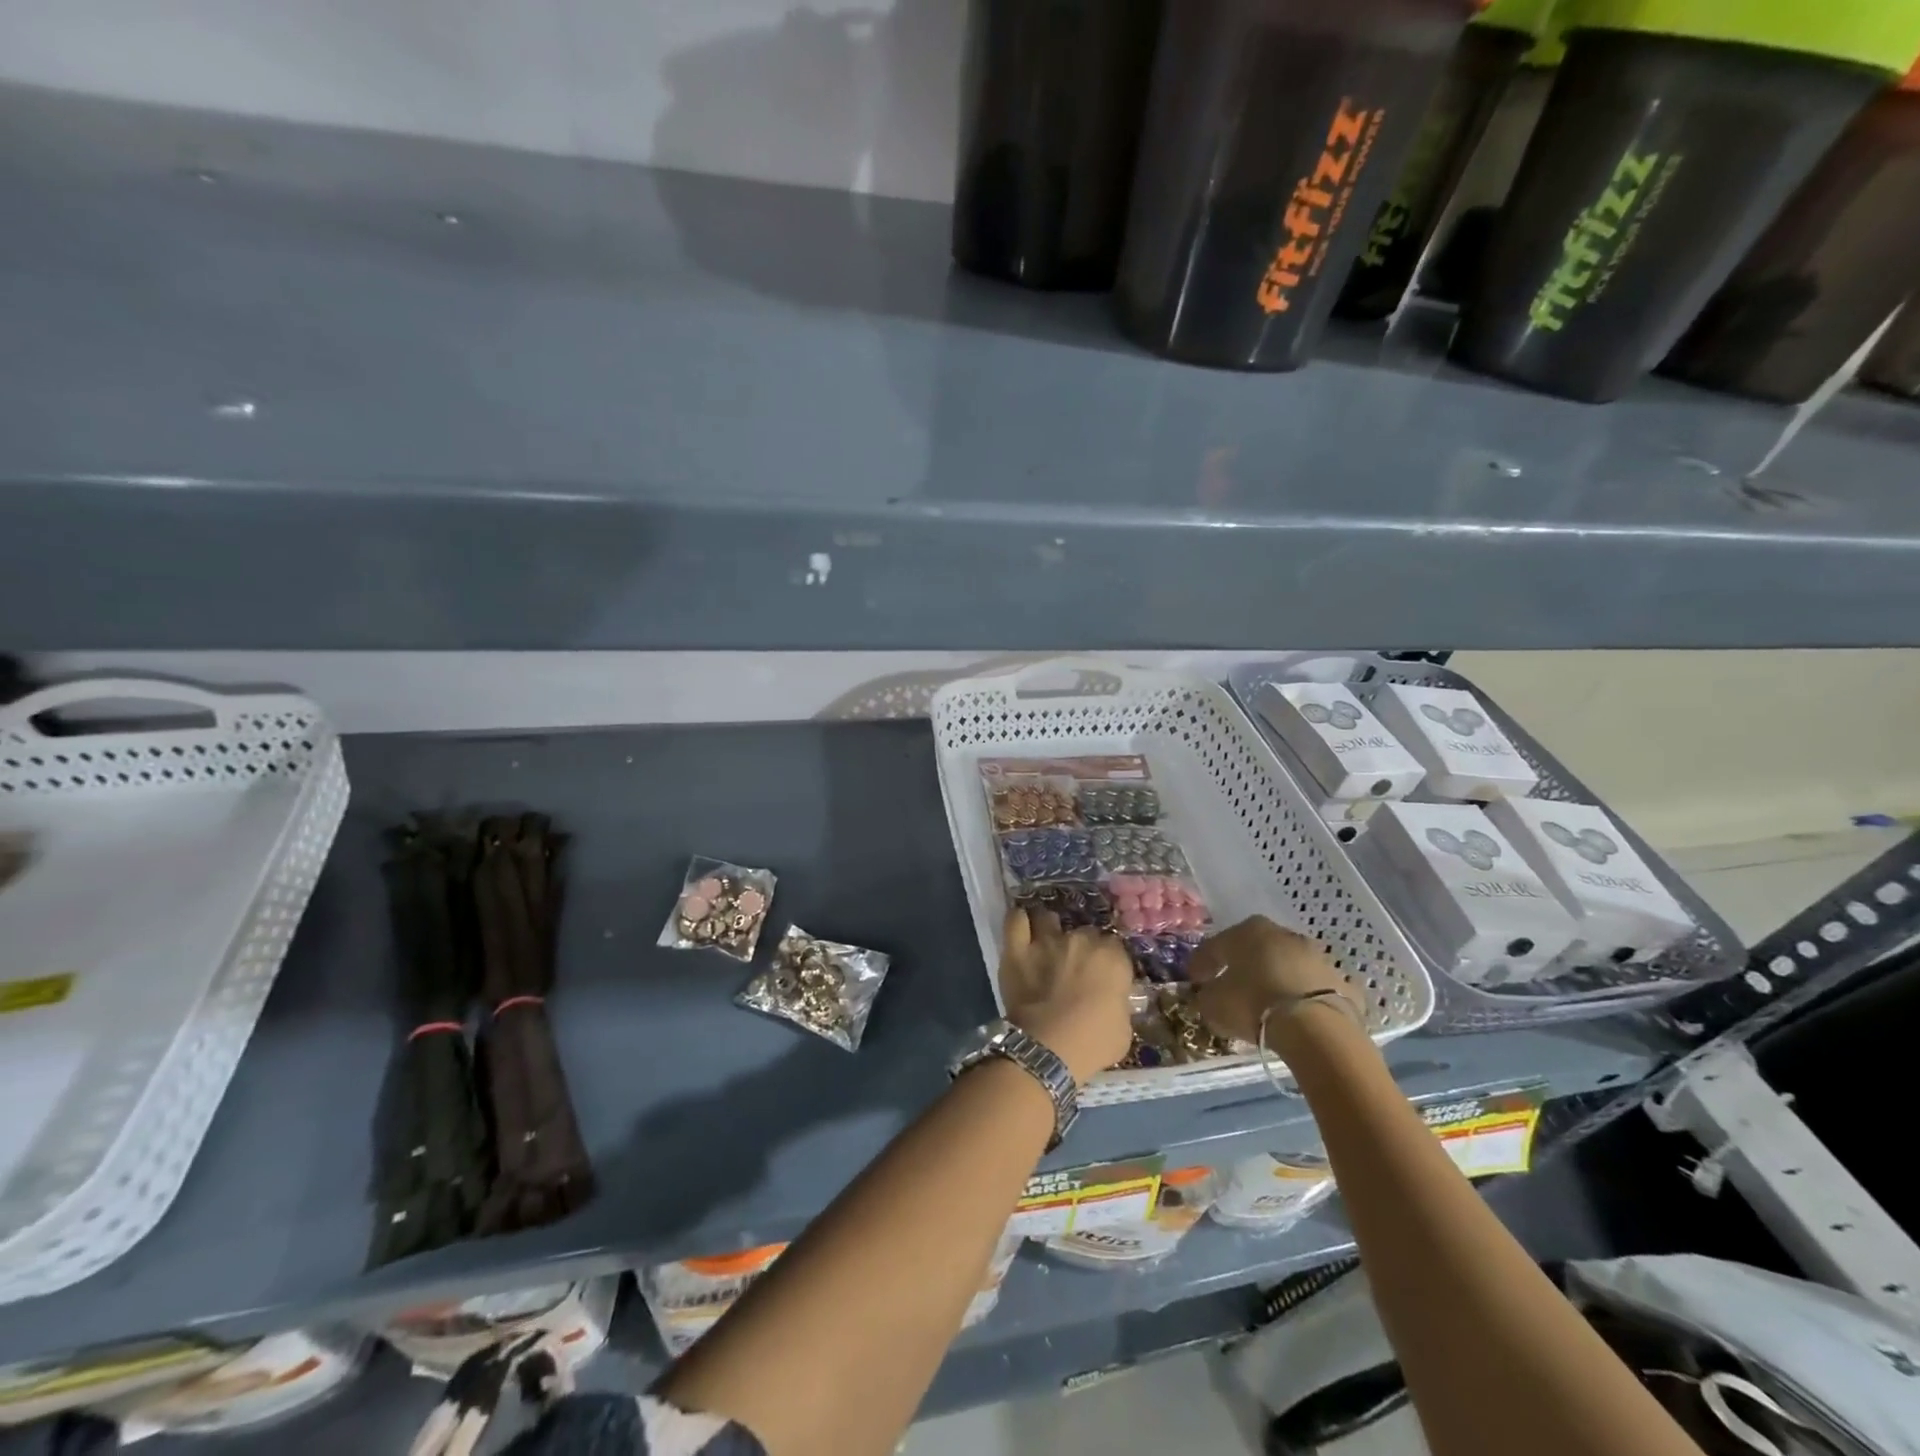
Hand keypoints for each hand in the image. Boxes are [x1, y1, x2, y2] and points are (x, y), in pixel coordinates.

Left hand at [998, 908, 1133, 1084]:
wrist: (1049, 1049)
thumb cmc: (1093, 1044)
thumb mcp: (1124, 1028)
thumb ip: (1118, 1003)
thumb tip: (1112, 999)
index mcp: (1112, 958)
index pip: (1113, 946)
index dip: (1107, 959)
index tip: (1102, 973)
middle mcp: (1081, 940)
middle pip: (1083, 932)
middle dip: (1080, 946)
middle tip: (1074, 966)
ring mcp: (1047, 941)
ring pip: (1048, 919)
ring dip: (1048, 928)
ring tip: (1045, 940)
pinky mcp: (1017, 949)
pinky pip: (1015, 921)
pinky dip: (1018, 921)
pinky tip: (1021, 925)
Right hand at [1189, 915, 1360, 1051]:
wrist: (1317, 1029)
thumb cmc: (1253, 1004)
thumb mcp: (1214, 1004)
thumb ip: (1207, 995)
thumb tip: (1208, 994)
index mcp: (1248, 930)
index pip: (1217, 944)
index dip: (1202, 963)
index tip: (1195, 979)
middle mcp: (1283, 935)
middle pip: (1256, 949)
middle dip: (1243, 966)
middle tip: (1231, 987)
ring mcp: (1318, 957)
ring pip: (1288, 966)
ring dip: (1276, 980)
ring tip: (1266, 1005)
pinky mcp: (1342, 984)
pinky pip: (1315, 989)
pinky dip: (1305, 999)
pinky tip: (1298, 1016)